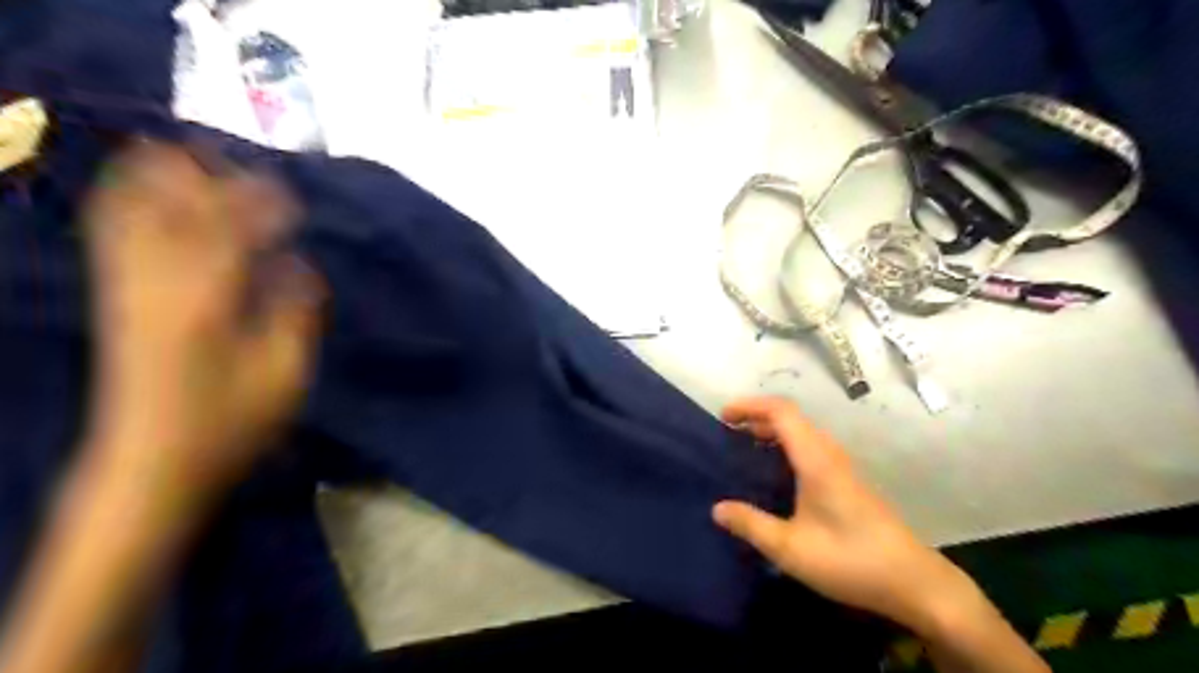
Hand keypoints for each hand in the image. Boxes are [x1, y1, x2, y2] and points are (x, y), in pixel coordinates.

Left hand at [81, 141, 325, 505]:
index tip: (291, 194)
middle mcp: (158, 286)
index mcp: (207, 305)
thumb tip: (299, 267)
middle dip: (202, 177)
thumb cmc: (232, 423)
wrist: (153, 462)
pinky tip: (148, 193)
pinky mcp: (115, 301)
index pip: (230, 231)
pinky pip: (112, 236)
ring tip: (189, 158)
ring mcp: (127, 291)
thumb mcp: (285, 375)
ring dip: (157, 180)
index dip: (259, 205)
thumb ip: (297, 313)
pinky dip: (127, 202)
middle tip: (237, 162)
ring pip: (130, 214)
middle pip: (169, 210)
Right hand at [714, 393, 967, 630]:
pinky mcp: (847, 481)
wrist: (913, 582)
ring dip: (771, 432)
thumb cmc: (850, 560)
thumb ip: (751, 525)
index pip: (781, 411)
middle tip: (727, 435)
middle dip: (756, 418)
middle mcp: (830, 454)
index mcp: (816, 460)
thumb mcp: (790, 549)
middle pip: (791, 418)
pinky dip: (785, 447)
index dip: (750, 406)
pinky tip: (775, 475)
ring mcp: (842, 467)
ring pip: (802, 432)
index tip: (723, 417)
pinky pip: (810, 447)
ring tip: (744, 450)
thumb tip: (717, 508)